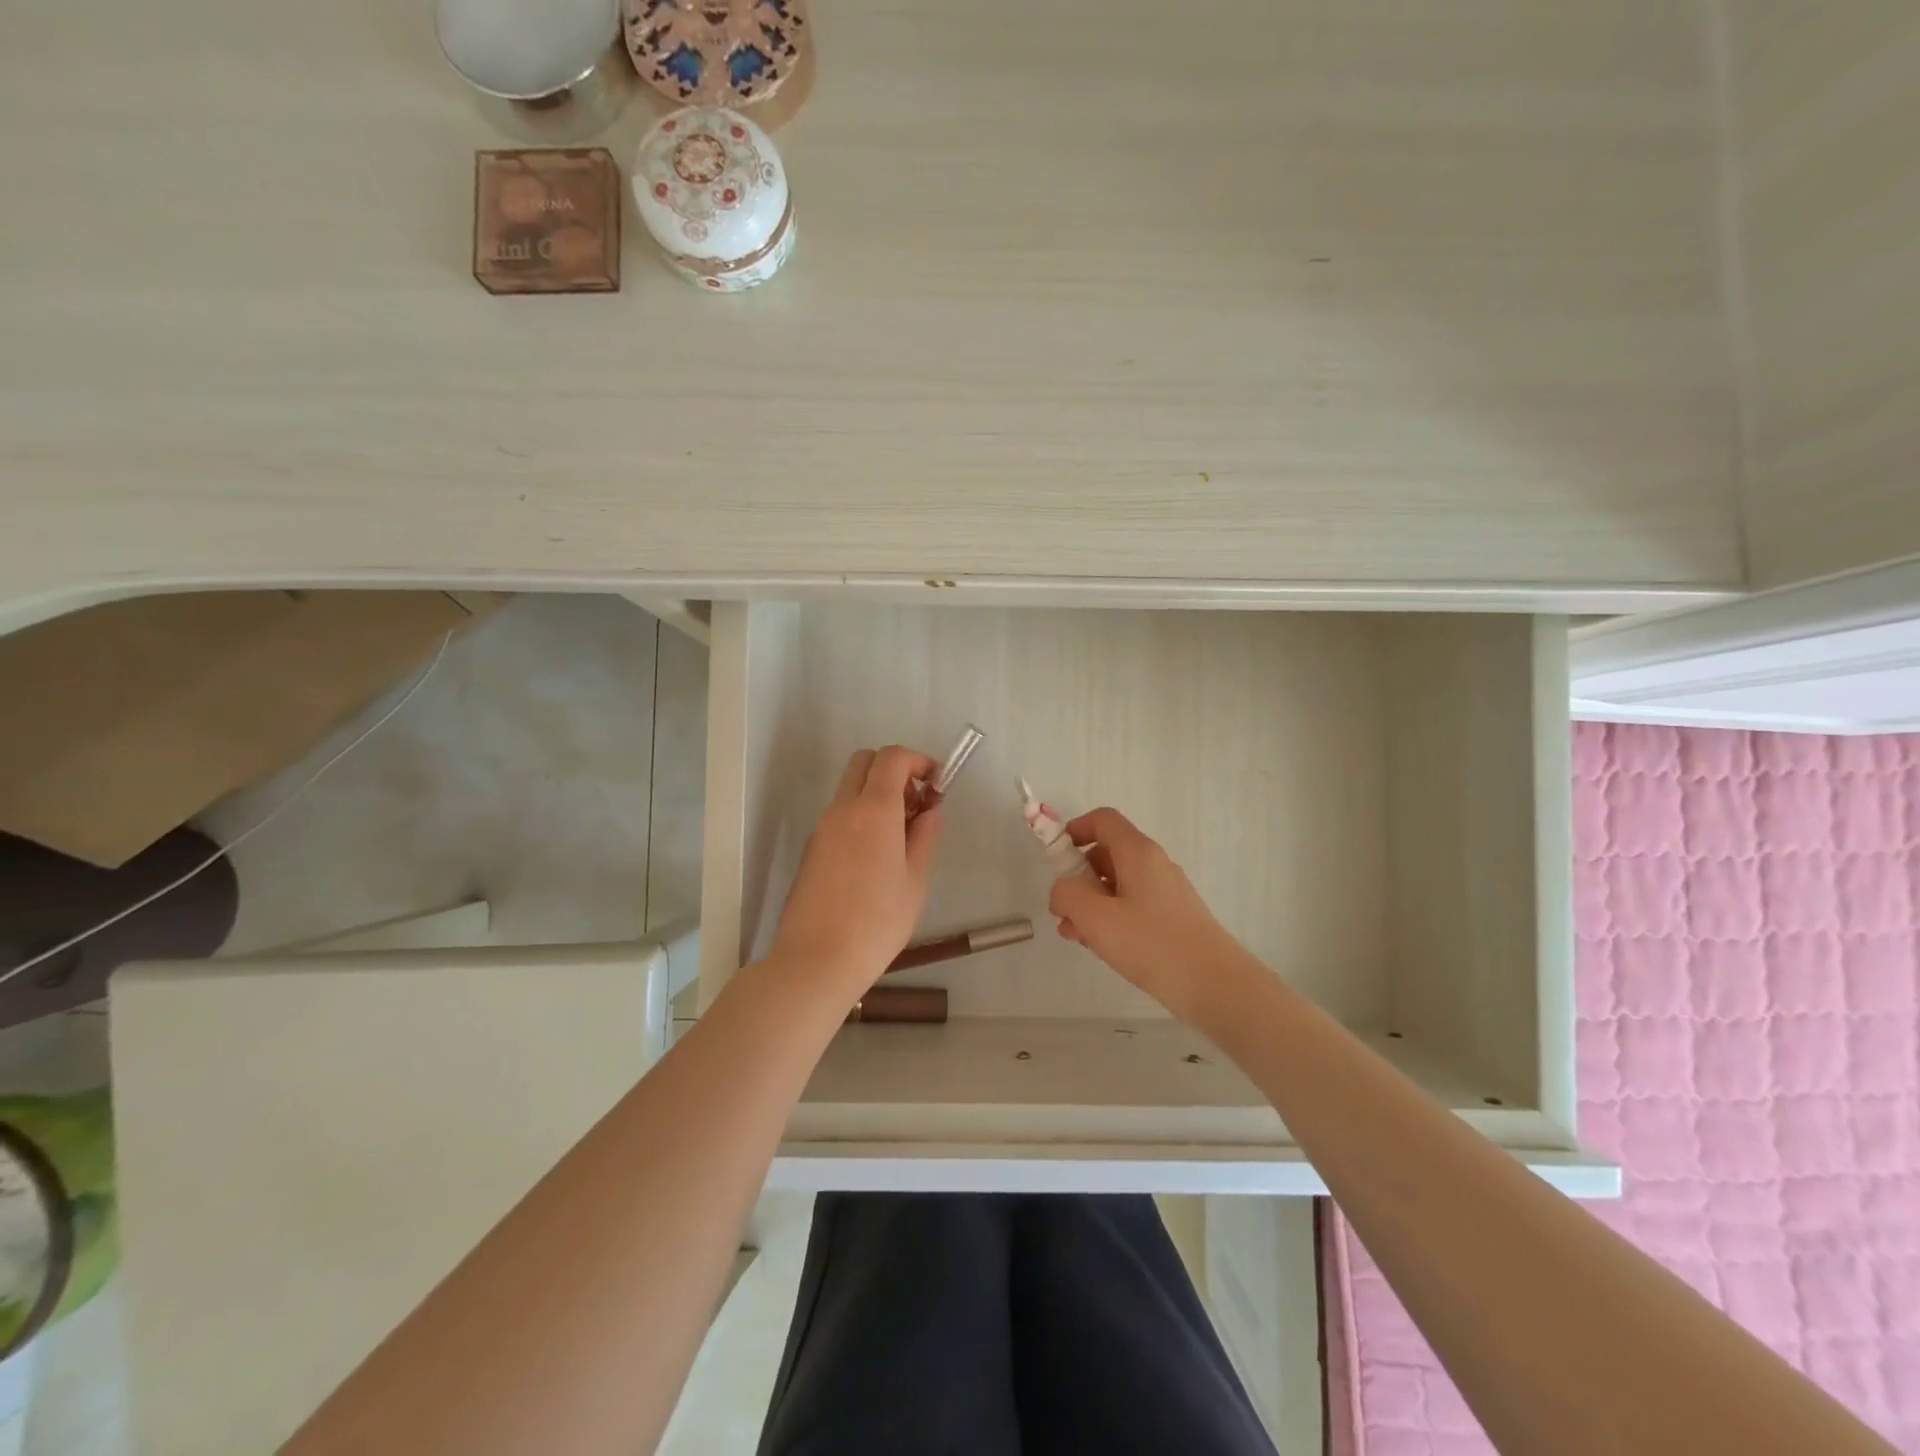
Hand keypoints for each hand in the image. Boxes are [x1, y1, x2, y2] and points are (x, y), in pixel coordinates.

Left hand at [768, 746, 942, 1002]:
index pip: (892, 757)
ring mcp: (822, 828)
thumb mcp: (915, 880)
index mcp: (873, 811)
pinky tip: (875, 856)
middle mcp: (842, 809)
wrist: (816, 960)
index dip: (917, 760)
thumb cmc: (877, 922)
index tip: (935, 782)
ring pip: (850, 788)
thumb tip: (930, 809)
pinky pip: (839, 814)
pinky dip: (861, 815)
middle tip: (915, 803)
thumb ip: (925, 835)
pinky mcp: (812, 848)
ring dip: (876, 793)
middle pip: (864, 762)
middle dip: (894, 769)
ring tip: (900, 836)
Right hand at [1050, 807, 1248, 1022]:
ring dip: (1091, 903)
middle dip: (1078, 878)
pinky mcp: (1173, 917)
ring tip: (1076, 936)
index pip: (1103, 820)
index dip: (1075, 830)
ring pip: (1118, 884)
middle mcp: (1154, 864)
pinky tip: (1102, 948)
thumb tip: (1063, 889)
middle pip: (1107, 854)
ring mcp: (1166, 892)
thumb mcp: (1096, 918)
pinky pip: (1133, 905)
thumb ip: (1068, 894)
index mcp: (1138, 853)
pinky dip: (1112, 918)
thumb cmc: (1152, 944)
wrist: (1216, 986)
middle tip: (1062, 910)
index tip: (1056, 857)